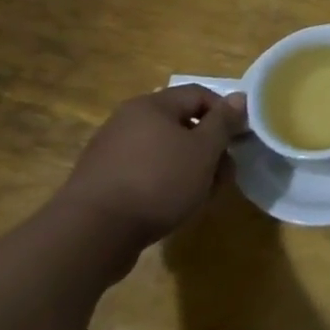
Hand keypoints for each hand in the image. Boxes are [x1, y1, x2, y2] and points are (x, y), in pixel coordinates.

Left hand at [55, 86, 248, 257]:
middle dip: (208, 148)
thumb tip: (239, 97)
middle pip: (181, 124)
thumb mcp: (203, 150)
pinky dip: (163, 183)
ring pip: (164, 151)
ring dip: (189, 168)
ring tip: (201, 196)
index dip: (225, 113)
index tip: (239, 140)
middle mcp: (127, 121)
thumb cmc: (157, 182)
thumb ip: (223, 122)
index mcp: (151, 105)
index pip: (199, 94)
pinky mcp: (101, 182)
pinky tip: (172, 207)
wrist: (90, 235)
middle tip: (223, 174)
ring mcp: (110, 152)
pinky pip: (143, 173)